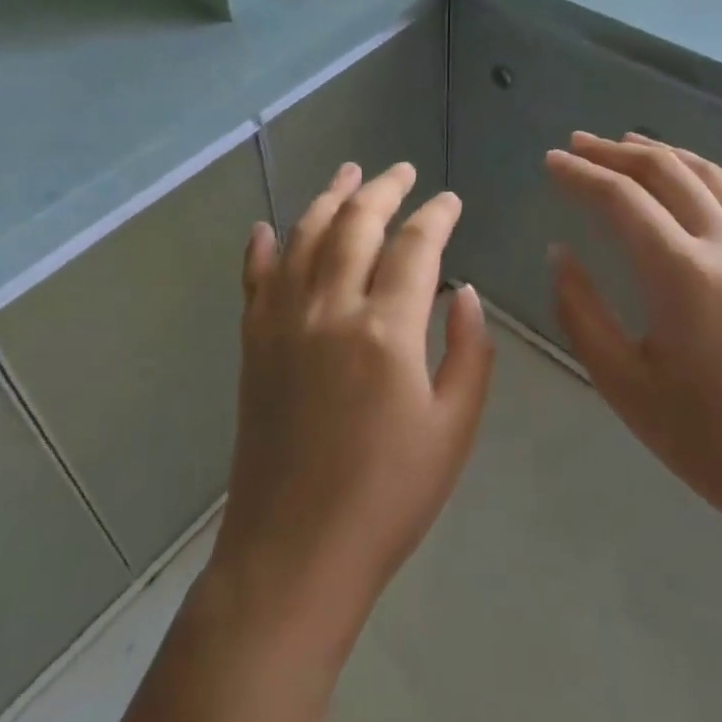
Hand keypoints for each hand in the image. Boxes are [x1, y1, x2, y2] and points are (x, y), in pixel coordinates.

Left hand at [209, 162, 494, 637]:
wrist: (295, 551)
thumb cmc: (387, 497)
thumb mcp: (453, 430)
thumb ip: (468, 353)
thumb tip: (466, 295)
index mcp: (386, 331)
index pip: (416, 246)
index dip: (436, 215)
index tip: (450, 201)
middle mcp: (330, 309)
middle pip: (356, 224)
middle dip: (383, 188)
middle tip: (403, 170)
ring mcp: (283, 322)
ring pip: (305, 236)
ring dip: (328, 197)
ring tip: (348, 172)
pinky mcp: (253, 342)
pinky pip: (255, 279)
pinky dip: (262, 247)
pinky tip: (267, 227)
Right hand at [544, 133, 721, 557]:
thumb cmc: (712, 443)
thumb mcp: (624, 384)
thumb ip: (580, 312)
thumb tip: (561, 253)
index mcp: (680, 272)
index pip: (619, 199)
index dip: (579, 174)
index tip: (550, 162)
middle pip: (665, 171)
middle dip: (615, 152)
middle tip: (578, 144)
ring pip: (711, 175)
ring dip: (664, 153)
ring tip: (630, 145)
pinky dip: (708, 177)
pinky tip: (695, 183)